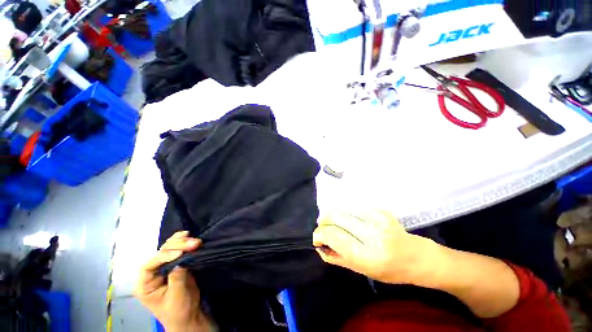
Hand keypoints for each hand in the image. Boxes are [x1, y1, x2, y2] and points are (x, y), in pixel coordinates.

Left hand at [133, 231, 210, 331]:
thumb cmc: (178, 310)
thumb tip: (181, 259)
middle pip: (160, 253)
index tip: (180, 253)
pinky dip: (183, 242)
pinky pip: (177, 249)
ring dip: (182, 242)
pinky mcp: (176, 264)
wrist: (189, 315)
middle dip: (177, 246)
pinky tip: (188, 235)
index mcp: (145, 284)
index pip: (149, 265)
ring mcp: (164, 267)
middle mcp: (152, 273)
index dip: (163, 256)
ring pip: (169, 248)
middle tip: (195, 243)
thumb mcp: (176, 296)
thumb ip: (176, 277)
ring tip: (195, 241)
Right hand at [313, 210, 441, 285]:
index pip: (335, 237)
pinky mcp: (381, 209)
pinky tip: (348, 216)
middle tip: (323, 225)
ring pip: (343, 207)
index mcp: (368, 256)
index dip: (320, 234)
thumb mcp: (362, 271)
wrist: (417, 257)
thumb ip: (337, 258)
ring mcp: (378, 219)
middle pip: (336, 216)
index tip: (316, 236)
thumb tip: (319, 245)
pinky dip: (345, 209)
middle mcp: (373, 235)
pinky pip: (353, 204)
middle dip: (324, 220)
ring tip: (334, 220)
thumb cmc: (389, 270)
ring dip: (333, 213)